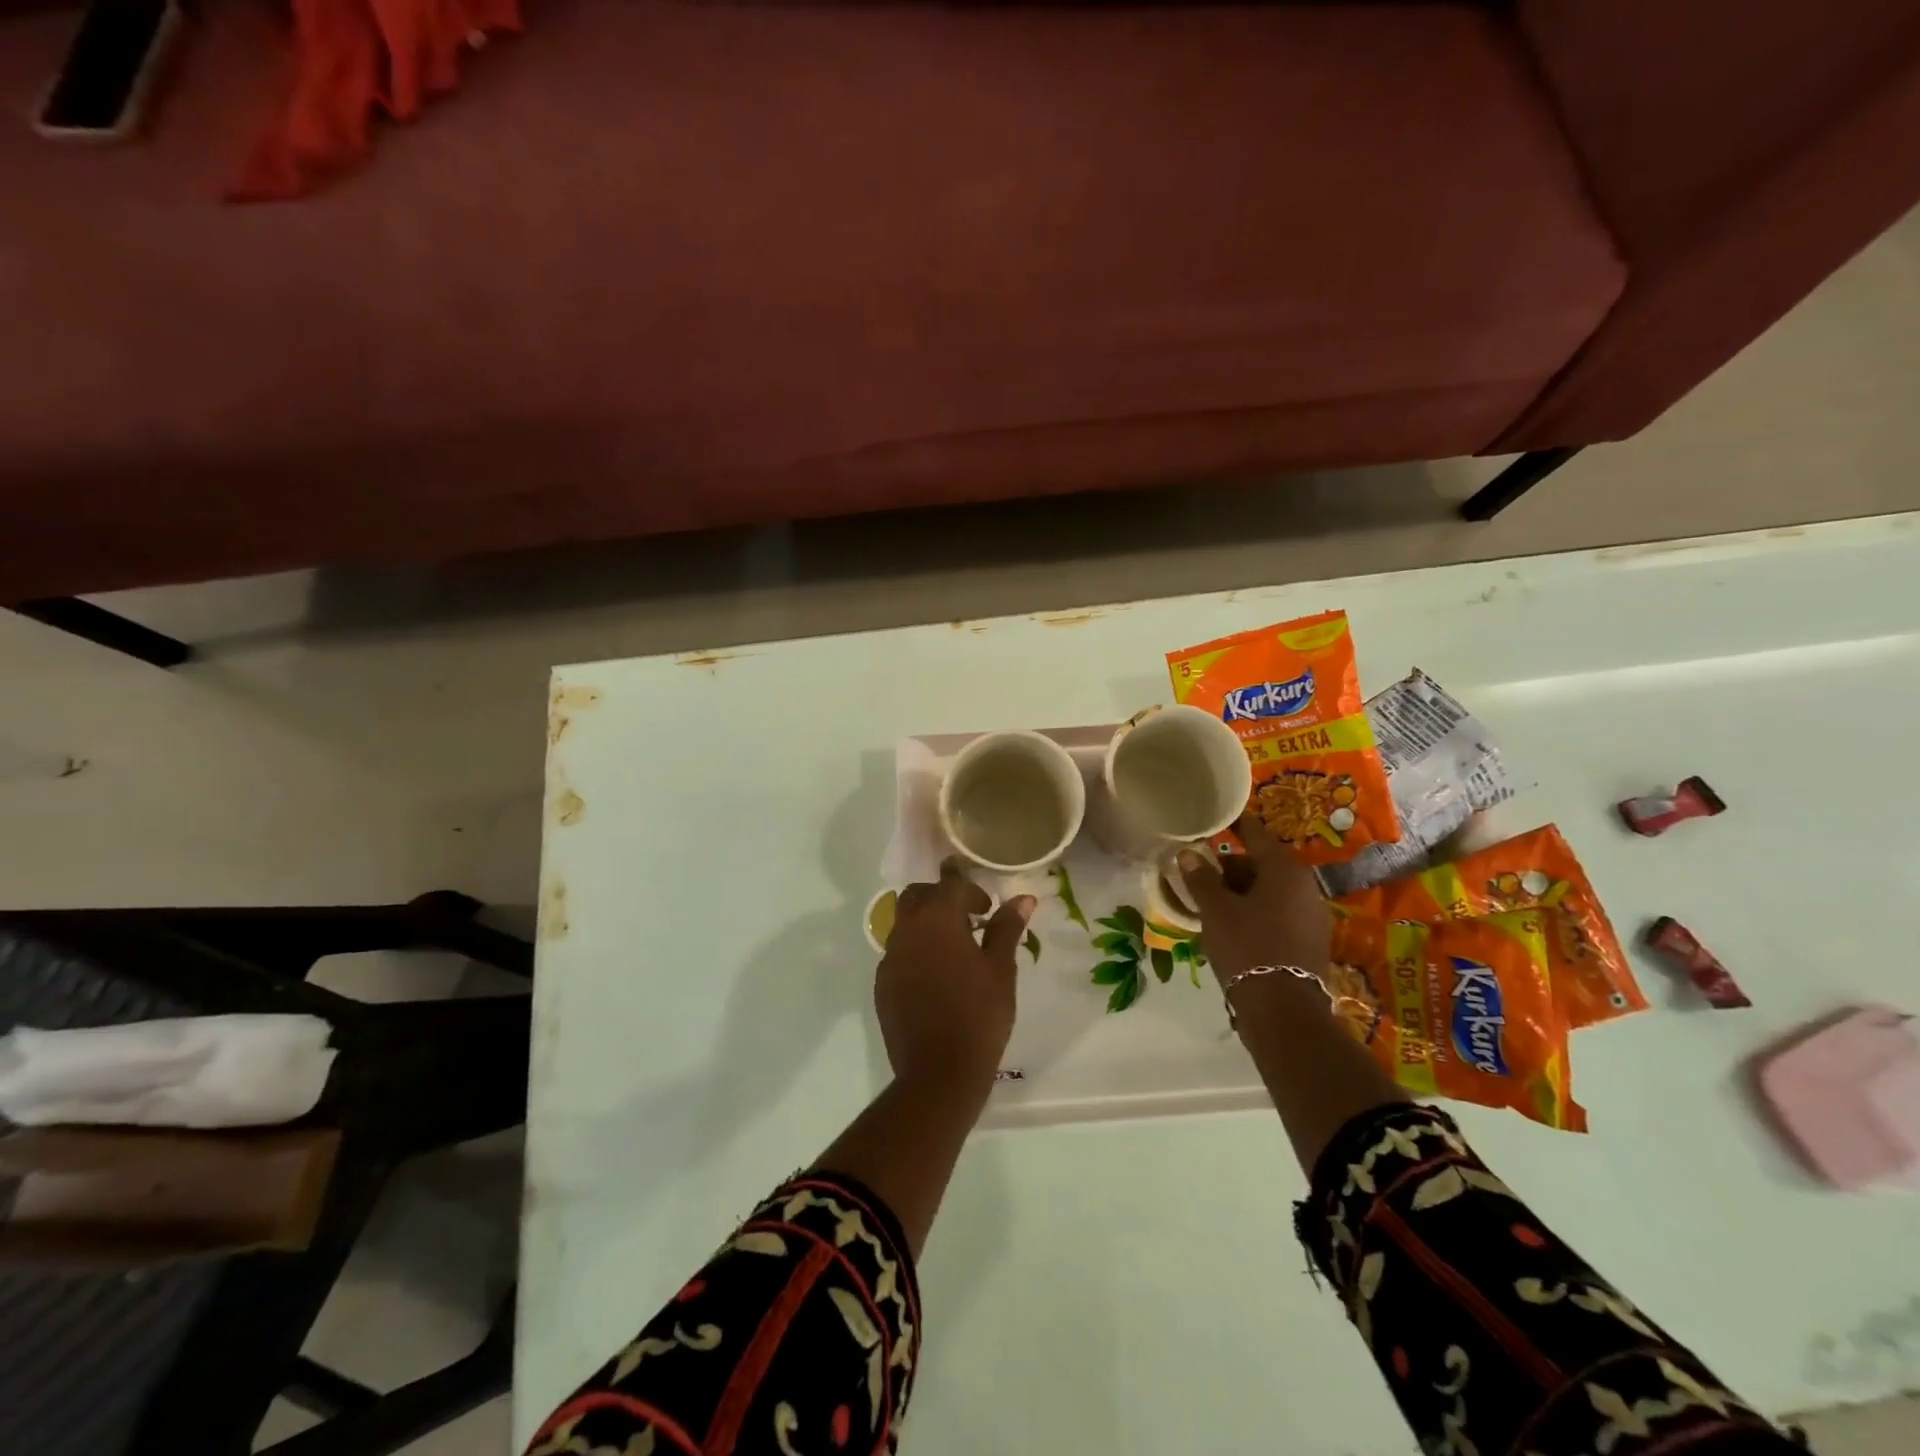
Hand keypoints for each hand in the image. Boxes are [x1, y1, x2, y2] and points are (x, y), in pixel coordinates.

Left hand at [876, 860, 1036, 1100]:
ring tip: (953, 949)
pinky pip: (898, 952)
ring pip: (904, 922)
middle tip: (968, 919)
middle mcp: (907, 930)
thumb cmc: (978, 1015)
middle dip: (941, 897)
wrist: (938, 1073)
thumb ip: (1007, 928)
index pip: (951, 884)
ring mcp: (890, 957)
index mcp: (937, 919)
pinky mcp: (882, 983)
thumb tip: (1023, 898)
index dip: (972, 890)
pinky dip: (915, 950)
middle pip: (918, 895)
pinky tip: (935, 976)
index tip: (987, 909)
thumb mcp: (1001, 969)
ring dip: (926, 922)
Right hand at [1178, 815, 1331, 983]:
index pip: (1256, 834)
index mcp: (1285, 870)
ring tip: (1211, 903)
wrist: (1282, 1010)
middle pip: (1263, 864)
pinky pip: (1278, 913)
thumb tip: (1188, 852)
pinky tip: (1232, 926)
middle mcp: (1305, 886)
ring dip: (1242, 891)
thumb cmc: (1247, 947)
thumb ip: (1201, 878)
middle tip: (1202, 873)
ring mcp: (1311, 916)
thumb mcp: (1215, 910)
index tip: (1218, 818)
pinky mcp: (1309, 941)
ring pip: (1270, 891)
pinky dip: (1255, 911)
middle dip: (1232, 867)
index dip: (1235, 824)